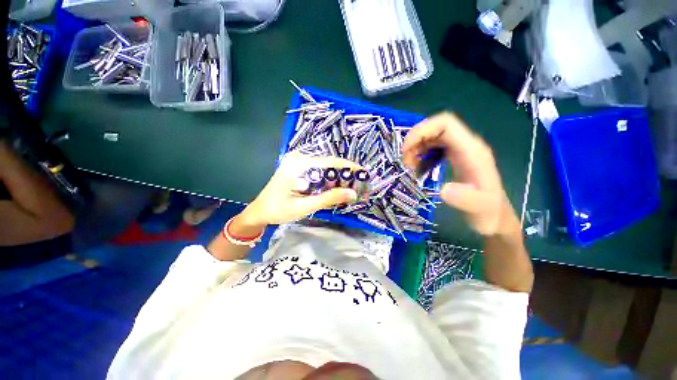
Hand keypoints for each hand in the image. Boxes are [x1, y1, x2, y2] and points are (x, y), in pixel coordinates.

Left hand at [238, 152, 359, 227]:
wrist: (260, 211)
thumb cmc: (279, 210)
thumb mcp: (304, 206)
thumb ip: (328, 199)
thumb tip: (353, 193)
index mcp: (298, 165)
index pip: (329, 162)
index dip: (348, 167)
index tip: (363, 173)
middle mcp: (298, 158)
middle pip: (328, 163)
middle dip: (344, 174)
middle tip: (359, 185)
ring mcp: (298, 162)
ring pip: (325, 168)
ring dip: (337, 178)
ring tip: (350, 188)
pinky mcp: (299, 168)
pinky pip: (318, 171)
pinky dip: (328, 180)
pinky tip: (335, 188)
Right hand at [402, 112, 519, 235]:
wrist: (495, 215)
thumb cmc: (487, 212)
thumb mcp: (478, 209)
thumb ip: (465, 199)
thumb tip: (443, 190)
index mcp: (471, 150)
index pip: (445, 124)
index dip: (422, 131)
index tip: (406, 151)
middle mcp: (466, 145)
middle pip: (436, 127)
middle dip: (415, 140)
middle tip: (406, 162)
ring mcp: (460, 149)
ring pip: (433, 135)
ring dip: (416, 146)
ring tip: (410, 166)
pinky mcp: (455, 155)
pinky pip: (433, 145)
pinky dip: (420, 152)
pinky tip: (417, 167)